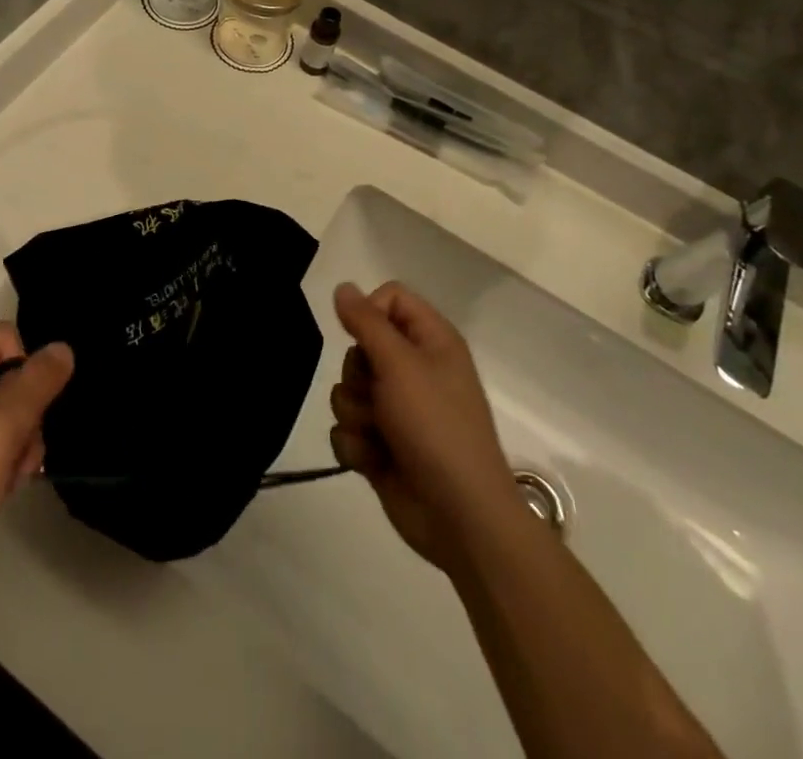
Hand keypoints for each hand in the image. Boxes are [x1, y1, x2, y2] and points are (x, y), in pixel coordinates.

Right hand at [328, 282, 525, 575]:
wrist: (459, 516)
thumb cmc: (436, 426)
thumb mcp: (400, 364)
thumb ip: (366, 322)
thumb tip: (342, 287)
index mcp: (431, 340)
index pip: (389, 298)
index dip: (369, 312)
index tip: (363, 338)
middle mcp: (414, 369)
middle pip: (360, 346)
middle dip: (357, 374)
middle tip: (377, 394)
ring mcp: (397, 409)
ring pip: (348, 389)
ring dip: (355, 413)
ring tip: (378, 434)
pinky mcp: (381, 444)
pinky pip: (347, 428)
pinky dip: (356, 444)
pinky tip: (373, 460)